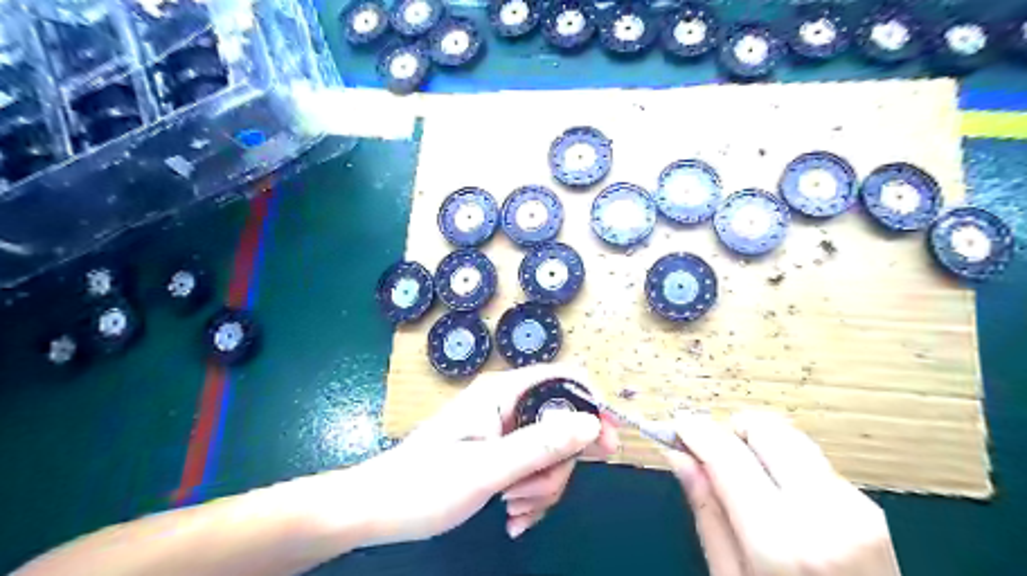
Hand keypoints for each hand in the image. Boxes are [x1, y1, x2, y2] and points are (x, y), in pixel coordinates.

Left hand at [338, 363, 616, 545]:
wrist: (378, 510)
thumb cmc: (424, 485)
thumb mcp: (487, 469)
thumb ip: (541, 445)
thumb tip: (591, 424)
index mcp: (502, 393)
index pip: (564, 379)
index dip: (591, 406)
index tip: (606, 445)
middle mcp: (506, 404)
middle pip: (561, 423)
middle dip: (557, 464)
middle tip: (533, 494)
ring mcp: (503, 428)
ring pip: (550, 451)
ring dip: (541, 485)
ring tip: (512, 508)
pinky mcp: (499, 450)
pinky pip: (533, 466)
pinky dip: (530, 493)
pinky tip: (512, 516)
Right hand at [666, 411, 899, 573]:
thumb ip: (707, 512)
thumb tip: (679, 457)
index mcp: (783, 540)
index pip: (728, 455)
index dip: (697, 431)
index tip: (678, 424)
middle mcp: (825, 513)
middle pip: (767, 430)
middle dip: (734, 432)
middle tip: (714, 456)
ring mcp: (855, 509)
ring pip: (791, 440)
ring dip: (760, 449)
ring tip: (746, 483)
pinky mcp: (869, 509)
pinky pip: (813, 463)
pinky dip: (786, 467)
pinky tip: (780, 500)